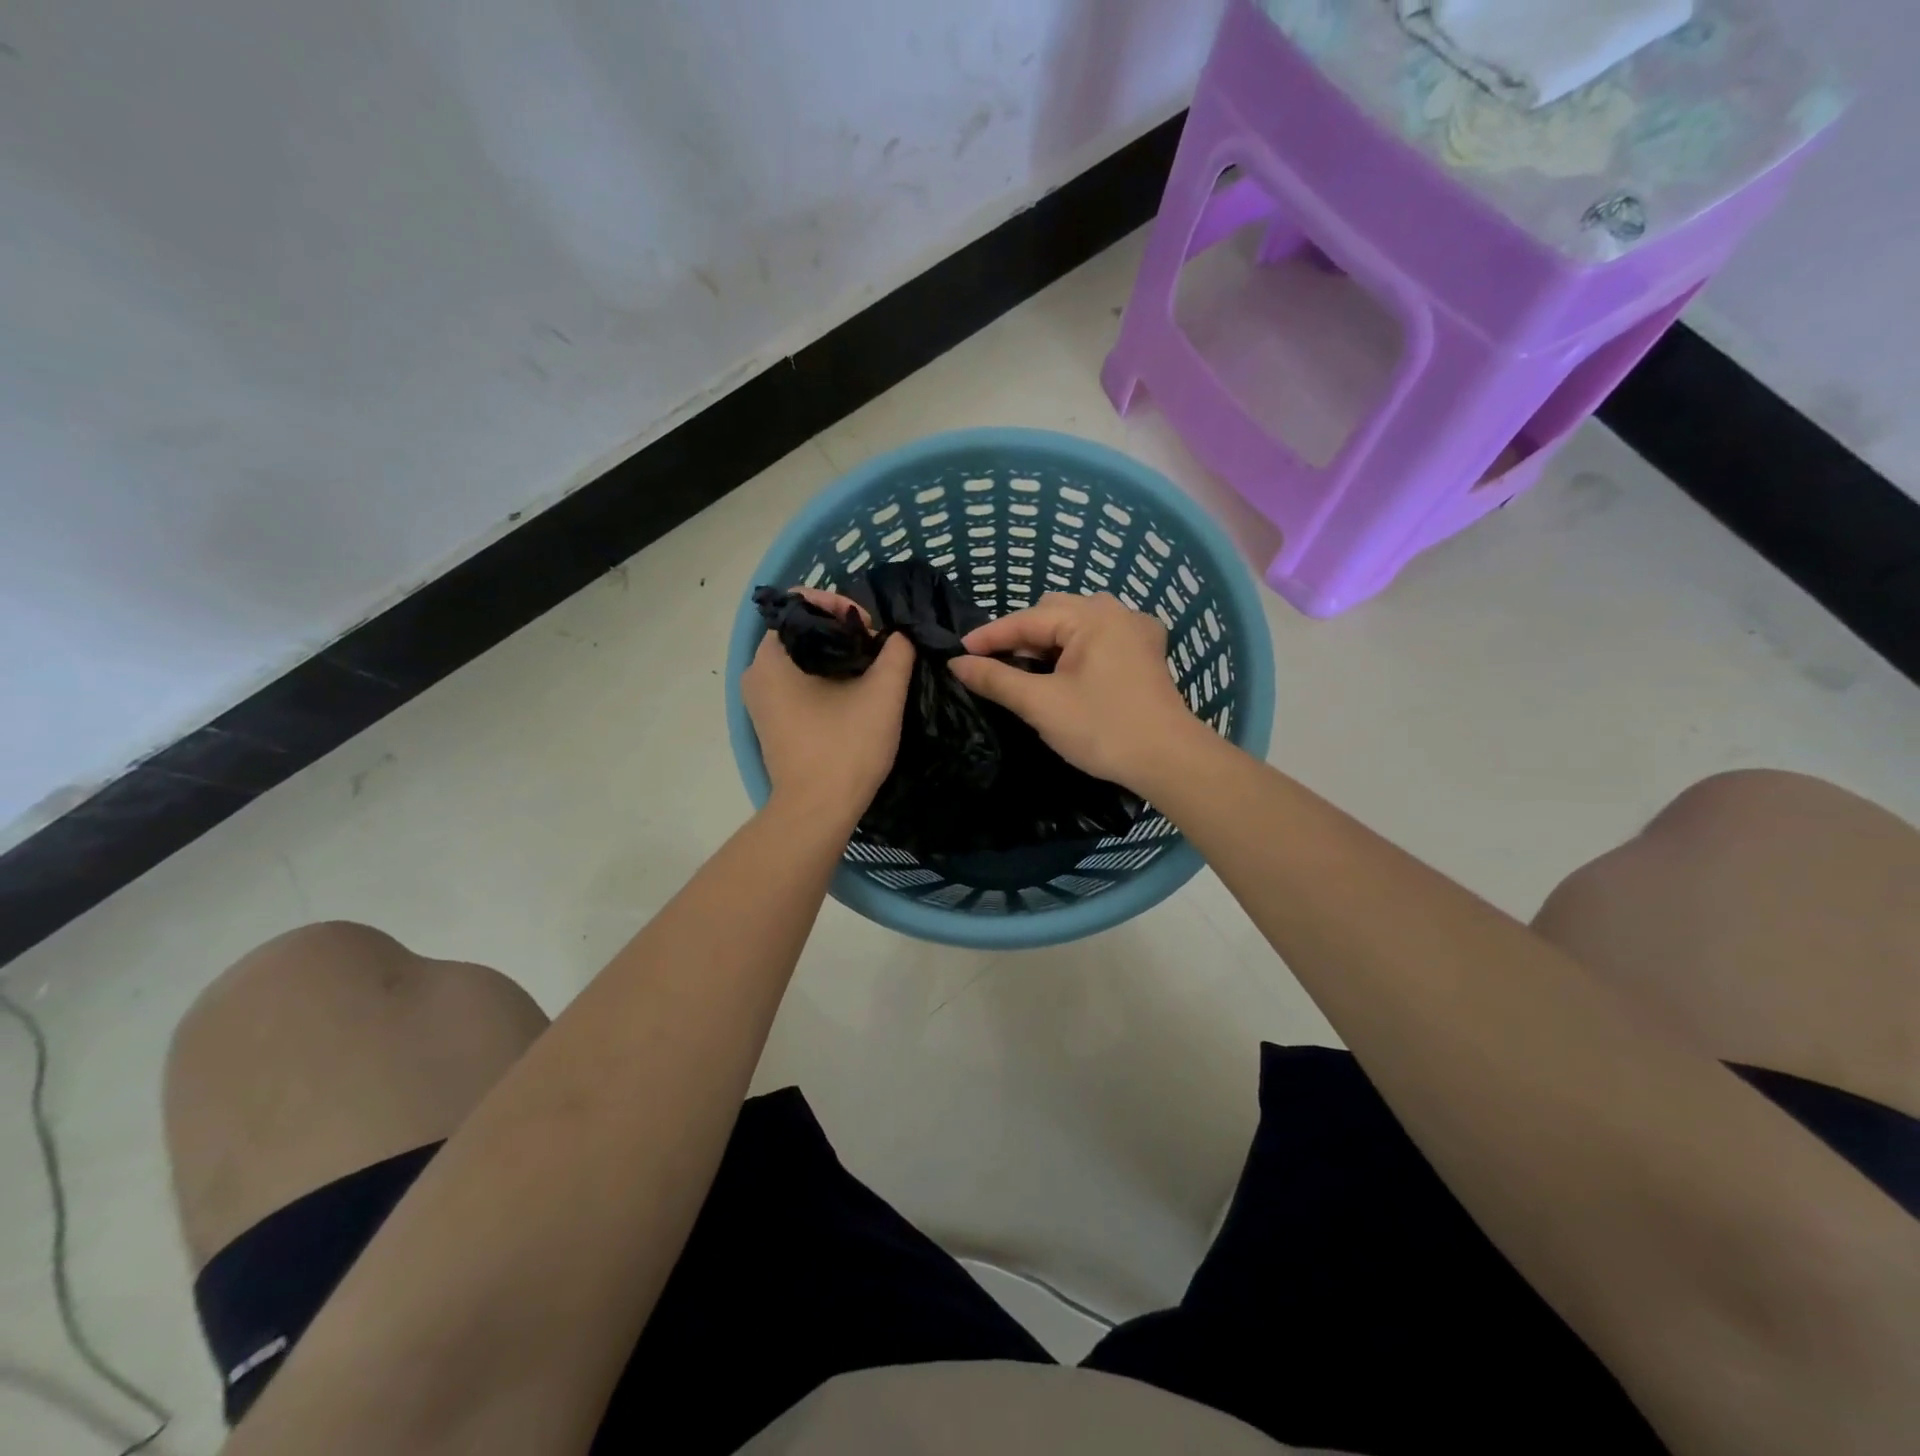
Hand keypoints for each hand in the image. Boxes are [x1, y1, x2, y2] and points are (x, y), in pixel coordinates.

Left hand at [742, 596, 914, 826]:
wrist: (817, 812)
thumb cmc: (845, 749)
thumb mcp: (883, 694)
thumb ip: (896, 653)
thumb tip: (899, 637)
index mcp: (771, 656)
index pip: (802, 604)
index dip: (841, 605)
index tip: (871, 630)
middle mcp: (756, 672)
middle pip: (802, 630)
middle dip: (843, 632)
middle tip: (877, 649)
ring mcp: (760, 700)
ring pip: (802, 658)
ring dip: (837, 656)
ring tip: (871, 670)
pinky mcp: (771, 722)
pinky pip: (797, 683)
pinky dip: (824, 679)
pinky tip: (854, 694)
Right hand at [947, 592, 1206, 790]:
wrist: (1168, 761)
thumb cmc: (1102, 729)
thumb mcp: (1041, 704)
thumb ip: (996, 679)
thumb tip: (956, 663)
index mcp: (1092, 617)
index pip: (1027, 619)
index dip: (990, 636)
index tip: (958, 653)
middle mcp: (1116, 612)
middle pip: (1053, 612)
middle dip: (1020, 636)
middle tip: (993, 664)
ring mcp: (1136, 630)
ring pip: (1077, 624)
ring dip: (1047, 642)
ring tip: (1025, 668)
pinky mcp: (1146, 653)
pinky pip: (1099, 638)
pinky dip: (1074, 649)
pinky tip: (1066, 670)